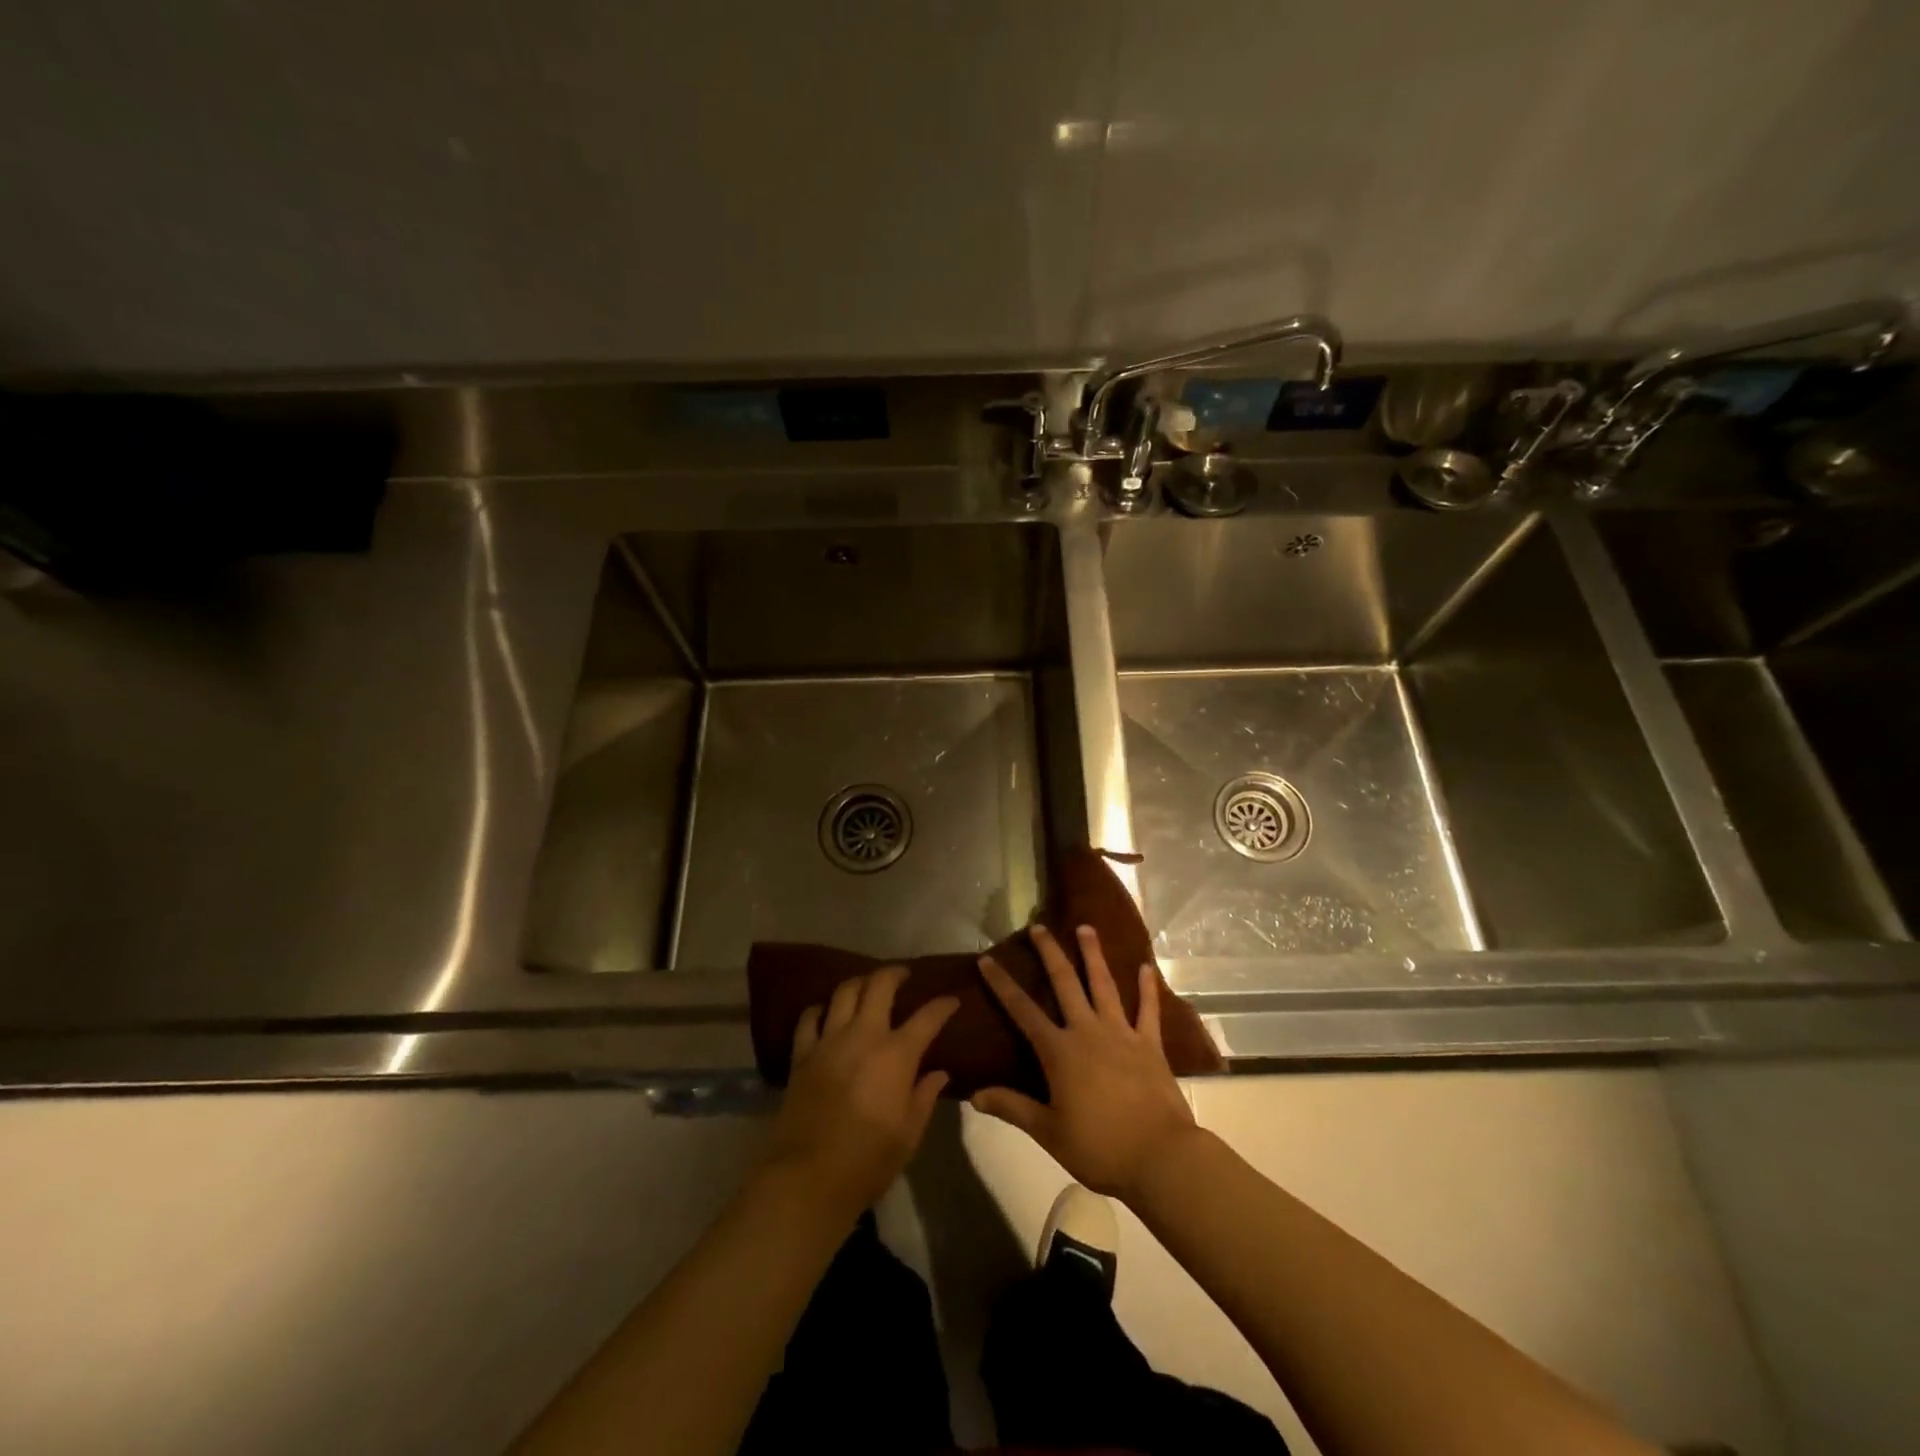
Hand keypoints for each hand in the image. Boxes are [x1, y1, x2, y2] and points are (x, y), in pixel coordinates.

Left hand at [764, 967, 958, 1215]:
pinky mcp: (802, 1054)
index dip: (942, 1005)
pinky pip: (810, 1018)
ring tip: (868, 987)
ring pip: (844, 992)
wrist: (808, 1177)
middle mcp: (863, 1036)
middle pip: (879, 985)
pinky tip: (827, 1013)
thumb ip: (924, 1097)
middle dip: (895, 973)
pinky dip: (821, 1009)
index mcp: (896, 1054)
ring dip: (860, 983)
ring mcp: (829, 1041)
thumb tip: (939, 1073)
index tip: (952, 1000)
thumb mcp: (909, 1134)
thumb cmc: (868, 1160)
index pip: (927, 1017)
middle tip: (904, 975)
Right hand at [973, 925, 1197, 1200]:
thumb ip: (1012, 1108)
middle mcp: (1088, 1031)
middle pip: (1065, 983)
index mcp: (1059, 1052)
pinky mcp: (1150, 1044)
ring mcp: (1122, 1033)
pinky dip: (1147, 988)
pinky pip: (1148, 1010)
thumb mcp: (1048, 1131)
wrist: (1159, 1156)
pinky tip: (1146, 967)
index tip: (986, 959)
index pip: (1022, 1010)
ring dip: (1093, 954)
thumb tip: (974, 1094)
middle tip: (1039, 927)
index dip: (1002, 984)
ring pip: (1104, 984)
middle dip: (1050, 952)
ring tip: (1086, 928)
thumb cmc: (1099, 1147)